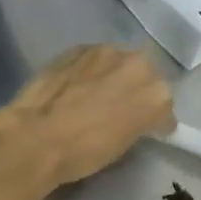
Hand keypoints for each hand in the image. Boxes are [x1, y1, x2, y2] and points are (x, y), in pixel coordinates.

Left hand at [0, 44, 174, 190]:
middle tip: (122, 109)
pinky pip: (92, 60)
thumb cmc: (84, 152)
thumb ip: (138, 121)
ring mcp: (105, 51)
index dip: (156, 118)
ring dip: (113, 76)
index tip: (148, 129)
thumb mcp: (124, 144)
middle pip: (144, 75)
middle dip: (137, 89)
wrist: (36, 138)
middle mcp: (136, 64)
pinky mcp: (77, 48)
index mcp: (156, 93)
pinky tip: (76, 87)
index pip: (164, 104)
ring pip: (118, 63)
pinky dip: (90, 71)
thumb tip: (135, 118)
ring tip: (97, 95)